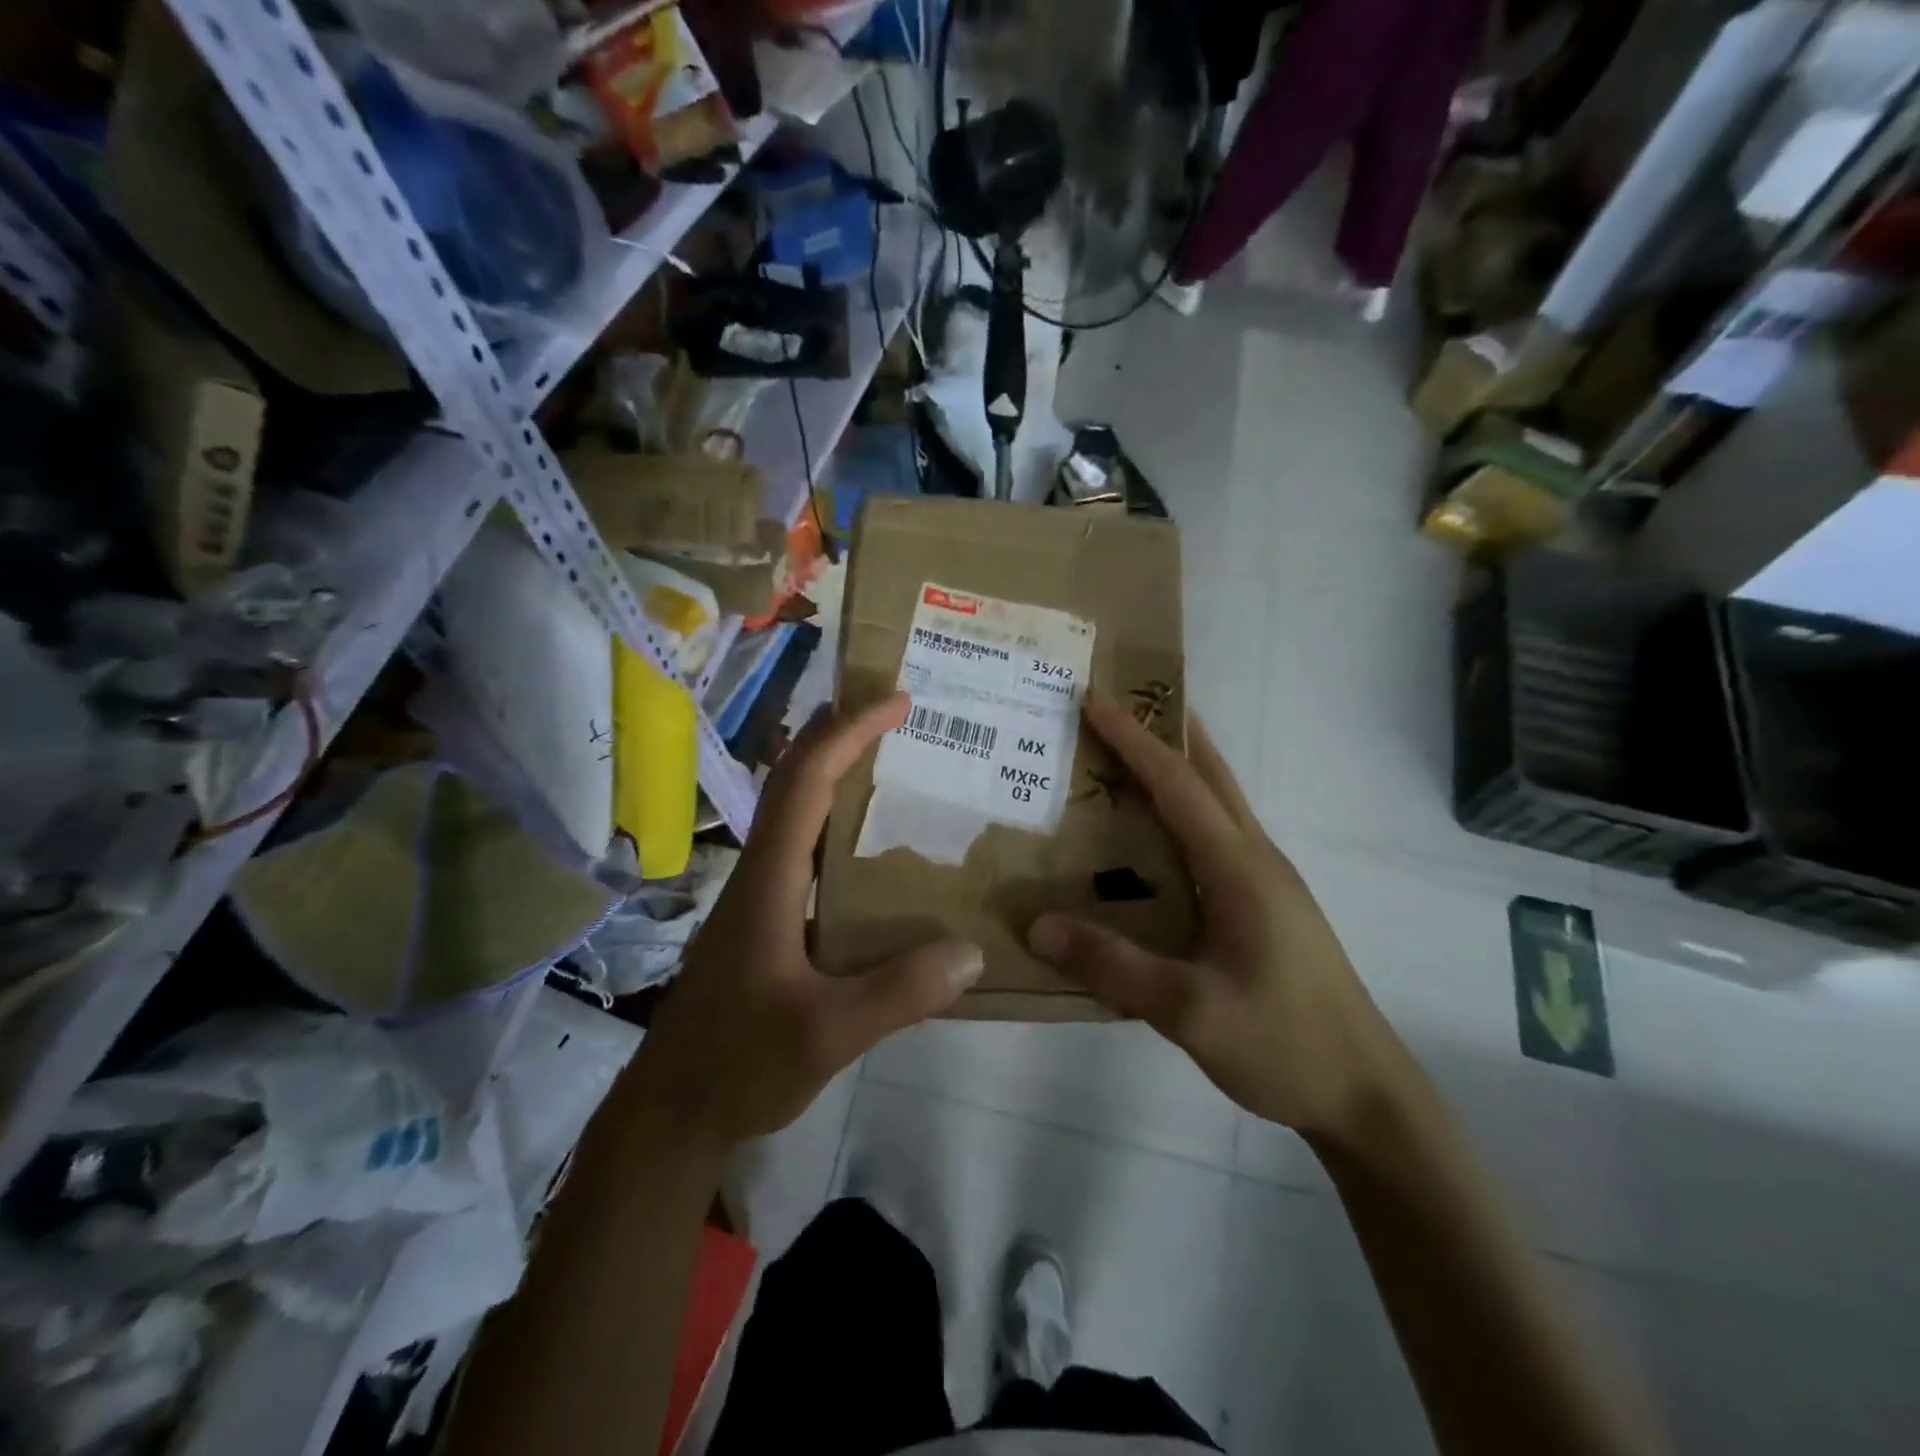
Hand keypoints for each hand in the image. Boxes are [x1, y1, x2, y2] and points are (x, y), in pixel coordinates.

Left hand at [634, 693, 983, 1148]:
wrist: (671, 1114)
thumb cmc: (739, 1065)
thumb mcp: (827, 1035)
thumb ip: (899, 993)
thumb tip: (972, 950)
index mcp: (769, 881)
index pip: (806, 783)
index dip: (849, 733)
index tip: (896, 701)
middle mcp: (759, 873)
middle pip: (791, 780)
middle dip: (837, 733)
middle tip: (893, 711)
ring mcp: (757, 897)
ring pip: (792, 812)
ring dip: (833, 772)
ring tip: (890, 760)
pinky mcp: (763, 922)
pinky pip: (802, 850)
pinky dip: (834, 821)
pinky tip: (871, 849)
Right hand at [1027, 693, 1395, 1139]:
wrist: (1365, 1093)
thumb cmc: (1284, 1043)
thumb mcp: (1190, 1011)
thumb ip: (1113, 965)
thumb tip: (1038, 925)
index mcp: (1240, 868)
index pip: (1180, 785)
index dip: (1136, 740)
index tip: (1096, 700)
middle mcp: (1257, 859)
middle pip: (1210, 776)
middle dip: (1166, 732)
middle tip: (1118, 704)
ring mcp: (1267, 881)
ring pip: (1218, 802)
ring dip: (1177, 768)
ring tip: (1127, 754)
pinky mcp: (1266, 904)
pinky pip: (1217, 835)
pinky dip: (1183, 810)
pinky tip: (1153, 836)